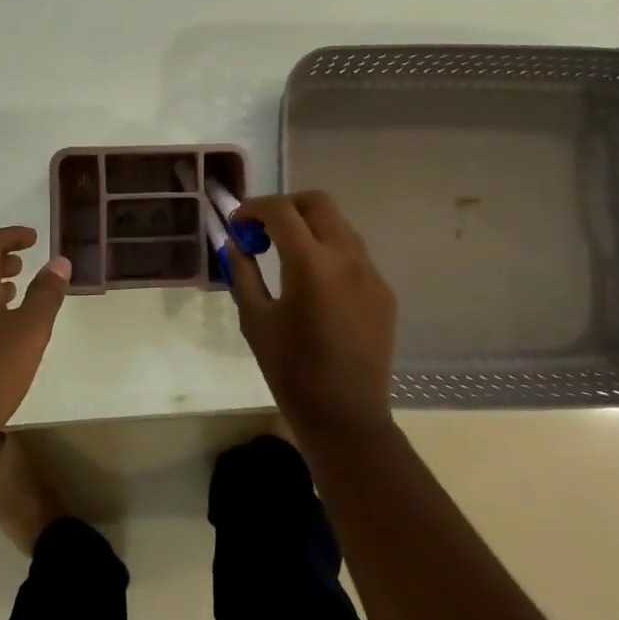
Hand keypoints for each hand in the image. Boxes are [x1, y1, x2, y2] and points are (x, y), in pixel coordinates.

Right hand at [229, 192, 397, 439]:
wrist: (345, 416)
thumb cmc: (291, 371)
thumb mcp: (255, 319)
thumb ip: (243, 272)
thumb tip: (234, 243)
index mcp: (310, 264)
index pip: (281, 211)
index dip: (254, 208)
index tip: (238, 223)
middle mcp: (347, 257)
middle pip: (318, 203)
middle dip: (287, 206)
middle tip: (264, 228)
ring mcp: (371, 273)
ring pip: (340, 226)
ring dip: (311, 227)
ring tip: (287, 254)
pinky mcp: (384, 292)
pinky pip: (354, 254)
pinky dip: (330, 252)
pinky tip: (316, 283)